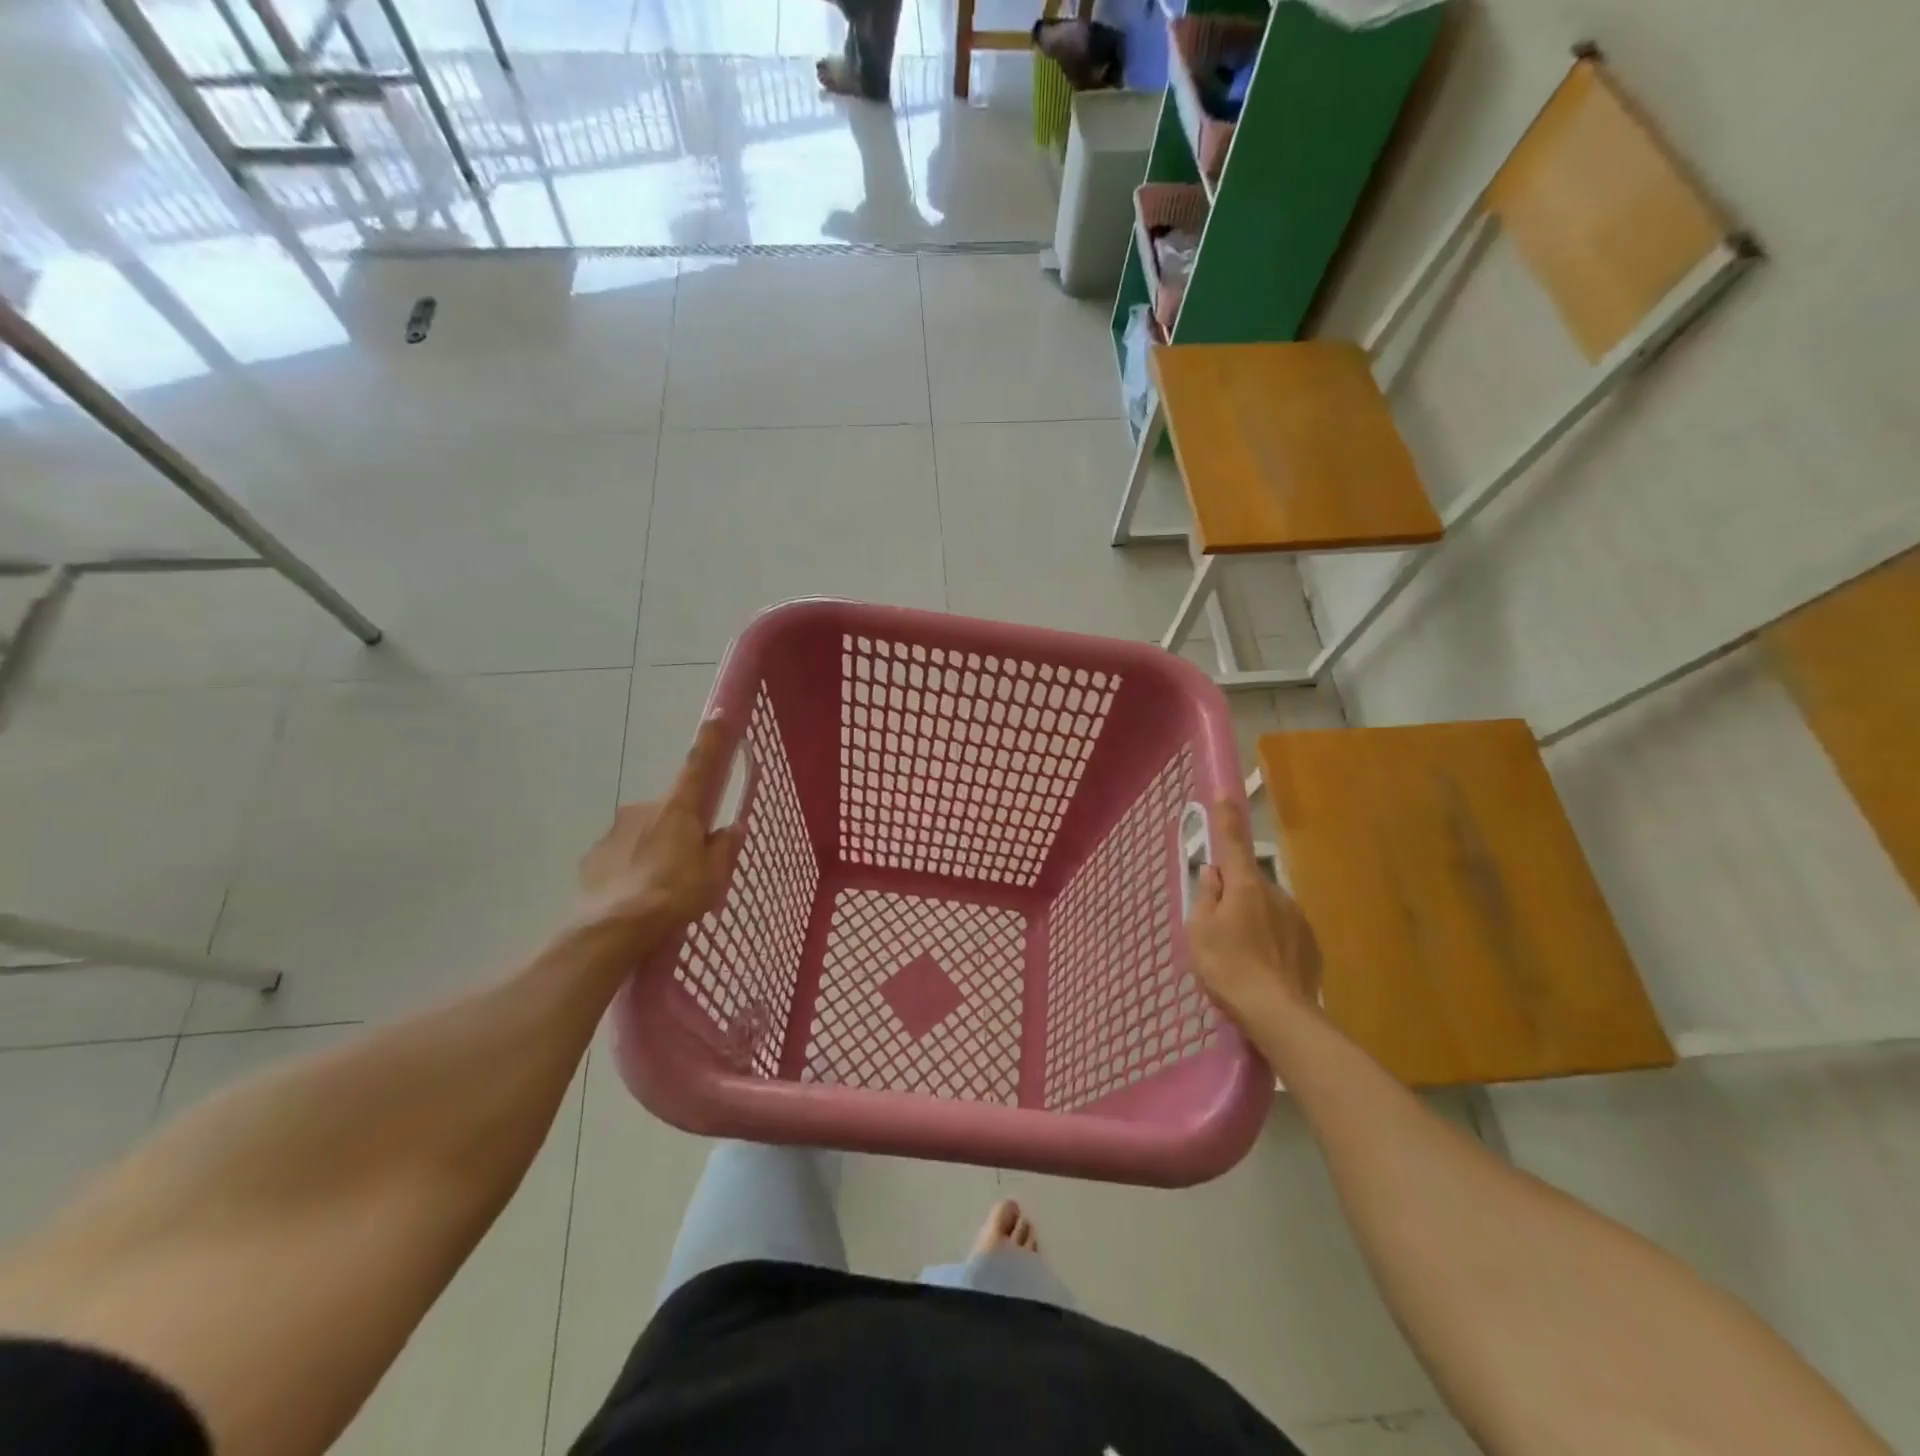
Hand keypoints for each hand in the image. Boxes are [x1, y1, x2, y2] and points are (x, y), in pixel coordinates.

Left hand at [576, 718, 741, 945]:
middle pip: (672, 810)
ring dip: (656, 850)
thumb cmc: (673, 895)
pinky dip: (632, 867)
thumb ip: (724, 848)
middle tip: (691, 864)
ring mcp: (615, 831)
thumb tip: (730, 829)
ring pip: (645, 833)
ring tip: (662, 888)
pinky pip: (622, 855)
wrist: (612, 929)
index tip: (717, 715)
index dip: (711, 741)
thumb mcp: (714, 876)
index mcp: (678, 809)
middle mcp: (644, 809)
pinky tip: (637, 894)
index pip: (699, 766)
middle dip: (682, 829)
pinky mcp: (594, 855)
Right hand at [1187, 797, 1321, 1031]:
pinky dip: (1272, 943)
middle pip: (1249, 883)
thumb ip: (1205, 896)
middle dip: (1235, 894)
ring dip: (1255, 921)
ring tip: (1241, 957)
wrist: (1278, 1014)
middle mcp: (1276, 894)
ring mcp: (1298, 920)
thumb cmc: (1228, 967)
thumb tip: (1213, 873)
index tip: (1224, 795)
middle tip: (1219, 926)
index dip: (1226, 819)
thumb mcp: (1198, 930)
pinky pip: (1285, 934)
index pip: (1233, 843)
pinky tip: (1263, 969)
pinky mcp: (1312, 946)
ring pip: (1268, 909)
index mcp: (1245, 886)